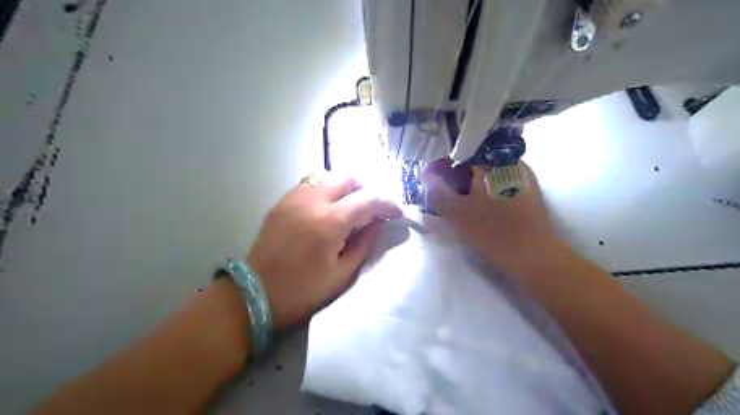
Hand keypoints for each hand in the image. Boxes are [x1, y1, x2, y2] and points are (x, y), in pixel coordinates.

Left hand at [246, 171, 401, 328]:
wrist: (255, 294)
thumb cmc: (303, 291)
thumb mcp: (342, 274)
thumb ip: (363, 243)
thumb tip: (376, 222)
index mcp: (330, 223)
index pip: (368, 200)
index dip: (387, 204)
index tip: (396, 213)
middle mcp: (312, 202)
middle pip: (348, 178)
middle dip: (367, 189)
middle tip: (374, 207)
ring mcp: (293, 199)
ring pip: (327, 176)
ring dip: (346, 186)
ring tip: (352, 204)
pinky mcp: (281, 203)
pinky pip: (309, 184)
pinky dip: (325, 189)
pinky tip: (327, 207)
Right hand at [419, 159, 568, 272]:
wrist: (536, 257)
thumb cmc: (494, 232)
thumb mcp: (457, 213)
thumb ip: (437, 191)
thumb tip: (425, 175)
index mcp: (493, 160)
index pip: (461, 149)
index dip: (442, 162)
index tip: (432, 178)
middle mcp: (509, 161)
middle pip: (474, 160)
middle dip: (455, 174)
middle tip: (442, 192)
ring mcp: (521, 176)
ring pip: (485, 173)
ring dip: (468, 183)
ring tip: (457, 201)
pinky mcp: (526, 191)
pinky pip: (497, 183)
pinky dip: (482, 190)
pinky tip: (476, 207)